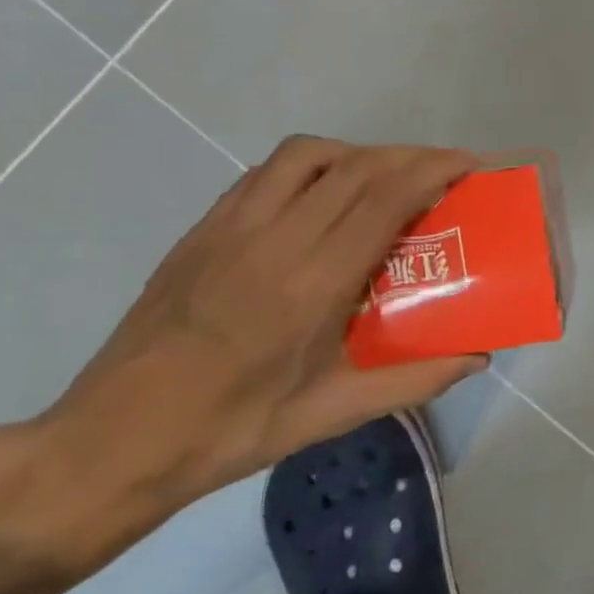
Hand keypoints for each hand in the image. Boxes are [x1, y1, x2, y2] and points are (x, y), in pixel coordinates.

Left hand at [35, 136, 488, 521]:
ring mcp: (229, 229)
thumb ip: (415, 380)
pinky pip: (264, 174)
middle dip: (409, 155)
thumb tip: (478, 358)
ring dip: (358, 153)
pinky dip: (310, 167)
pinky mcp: (201, 232)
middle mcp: (272, 240)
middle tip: (445, 169)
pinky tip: (324, 197)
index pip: (382, 199)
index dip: (430, 170)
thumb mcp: (334, 413)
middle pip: (354, 167)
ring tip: (386, 178)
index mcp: (311, 285)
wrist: (115, 440)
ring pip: (305, 156)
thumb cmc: (233, 430)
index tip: (467, 164)